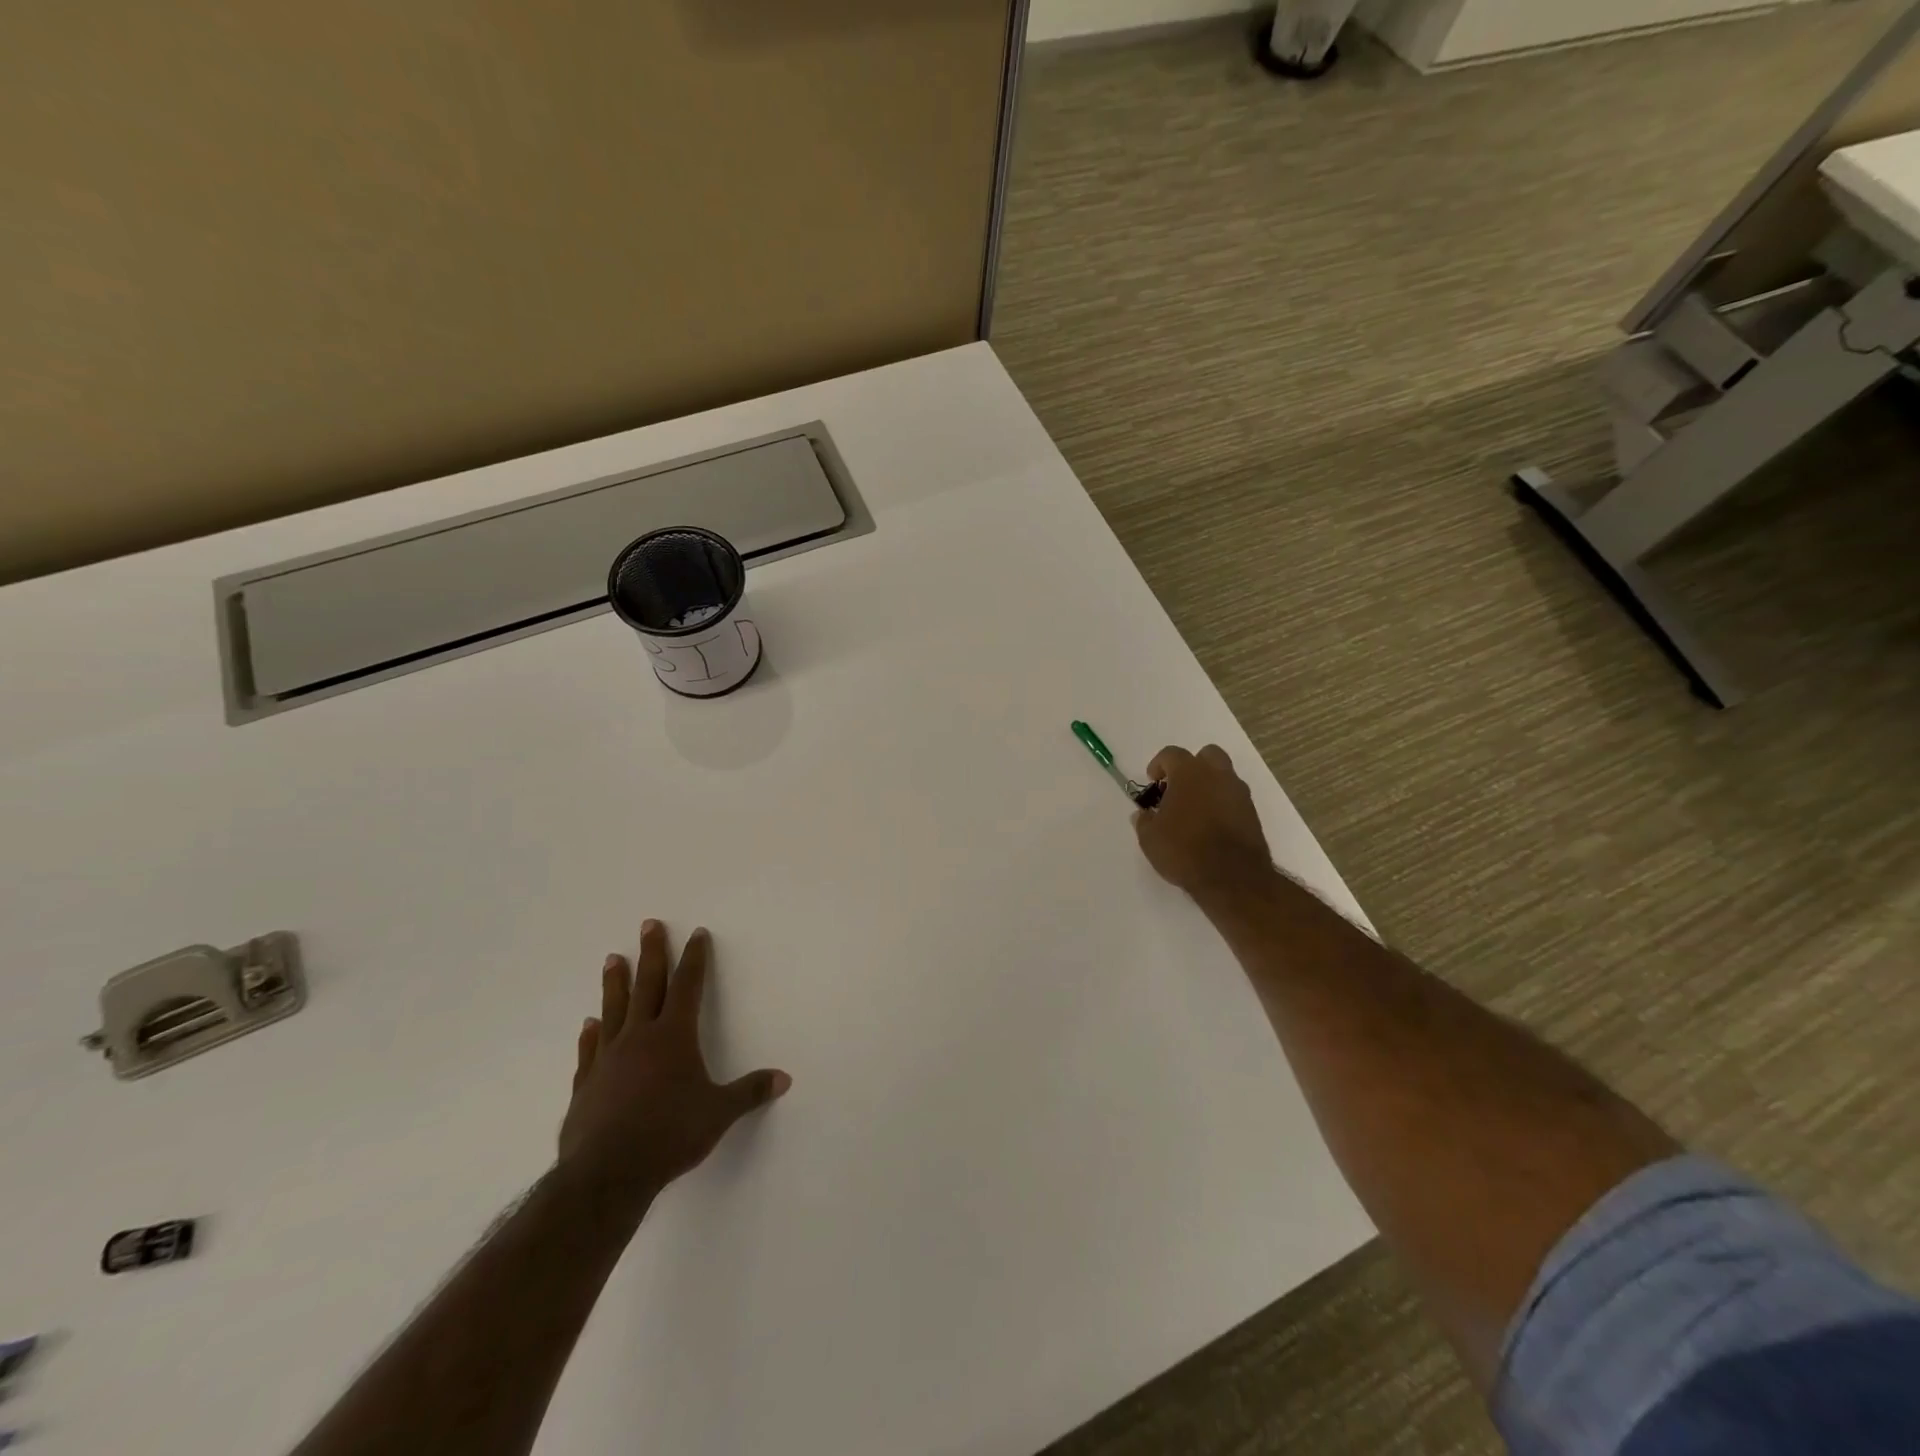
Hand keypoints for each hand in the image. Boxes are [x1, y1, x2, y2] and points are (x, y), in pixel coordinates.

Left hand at [557, 921, 789, 1226]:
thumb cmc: (670, 1134)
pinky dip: (590, 1034)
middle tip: (648, 925)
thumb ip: (749, 1092)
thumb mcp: (719, 1113)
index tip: (696, 934)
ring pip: (613, 1009)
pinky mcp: (586, 1084)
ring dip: (615, 983)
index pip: (688, 986)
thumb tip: (784, 1079)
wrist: (607, 1173)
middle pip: (647, 985)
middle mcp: (640, 1037)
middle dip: (652, 953)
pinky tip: (588, 1024)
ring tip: (612, 958)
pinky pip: (590, 1050)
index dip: (694, 959)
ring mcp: (608, 1058)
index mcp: (674, 1036)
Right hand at [1133, 745, 1273, 903]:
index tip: (1152, 782)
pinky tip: (1211, 825)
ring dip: (1209, 785)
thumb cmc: (1184, 850)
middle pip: (1206, 754)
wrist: (1232, 876)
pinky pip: (1234, 798)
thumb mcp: (1150, 838)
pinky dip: (1222, 804)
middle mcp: (1217, 775)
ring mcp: (1238, 793)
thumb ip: (1144, 821)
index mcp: (1189, 773)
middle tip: (1178, 788)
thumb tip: (1143, 814)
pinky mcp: (1252, 813)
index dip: (1158, 765)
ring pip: (1224, 775)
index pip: (1171, 754)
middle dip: (1192, 766)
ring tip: (1195, 810)